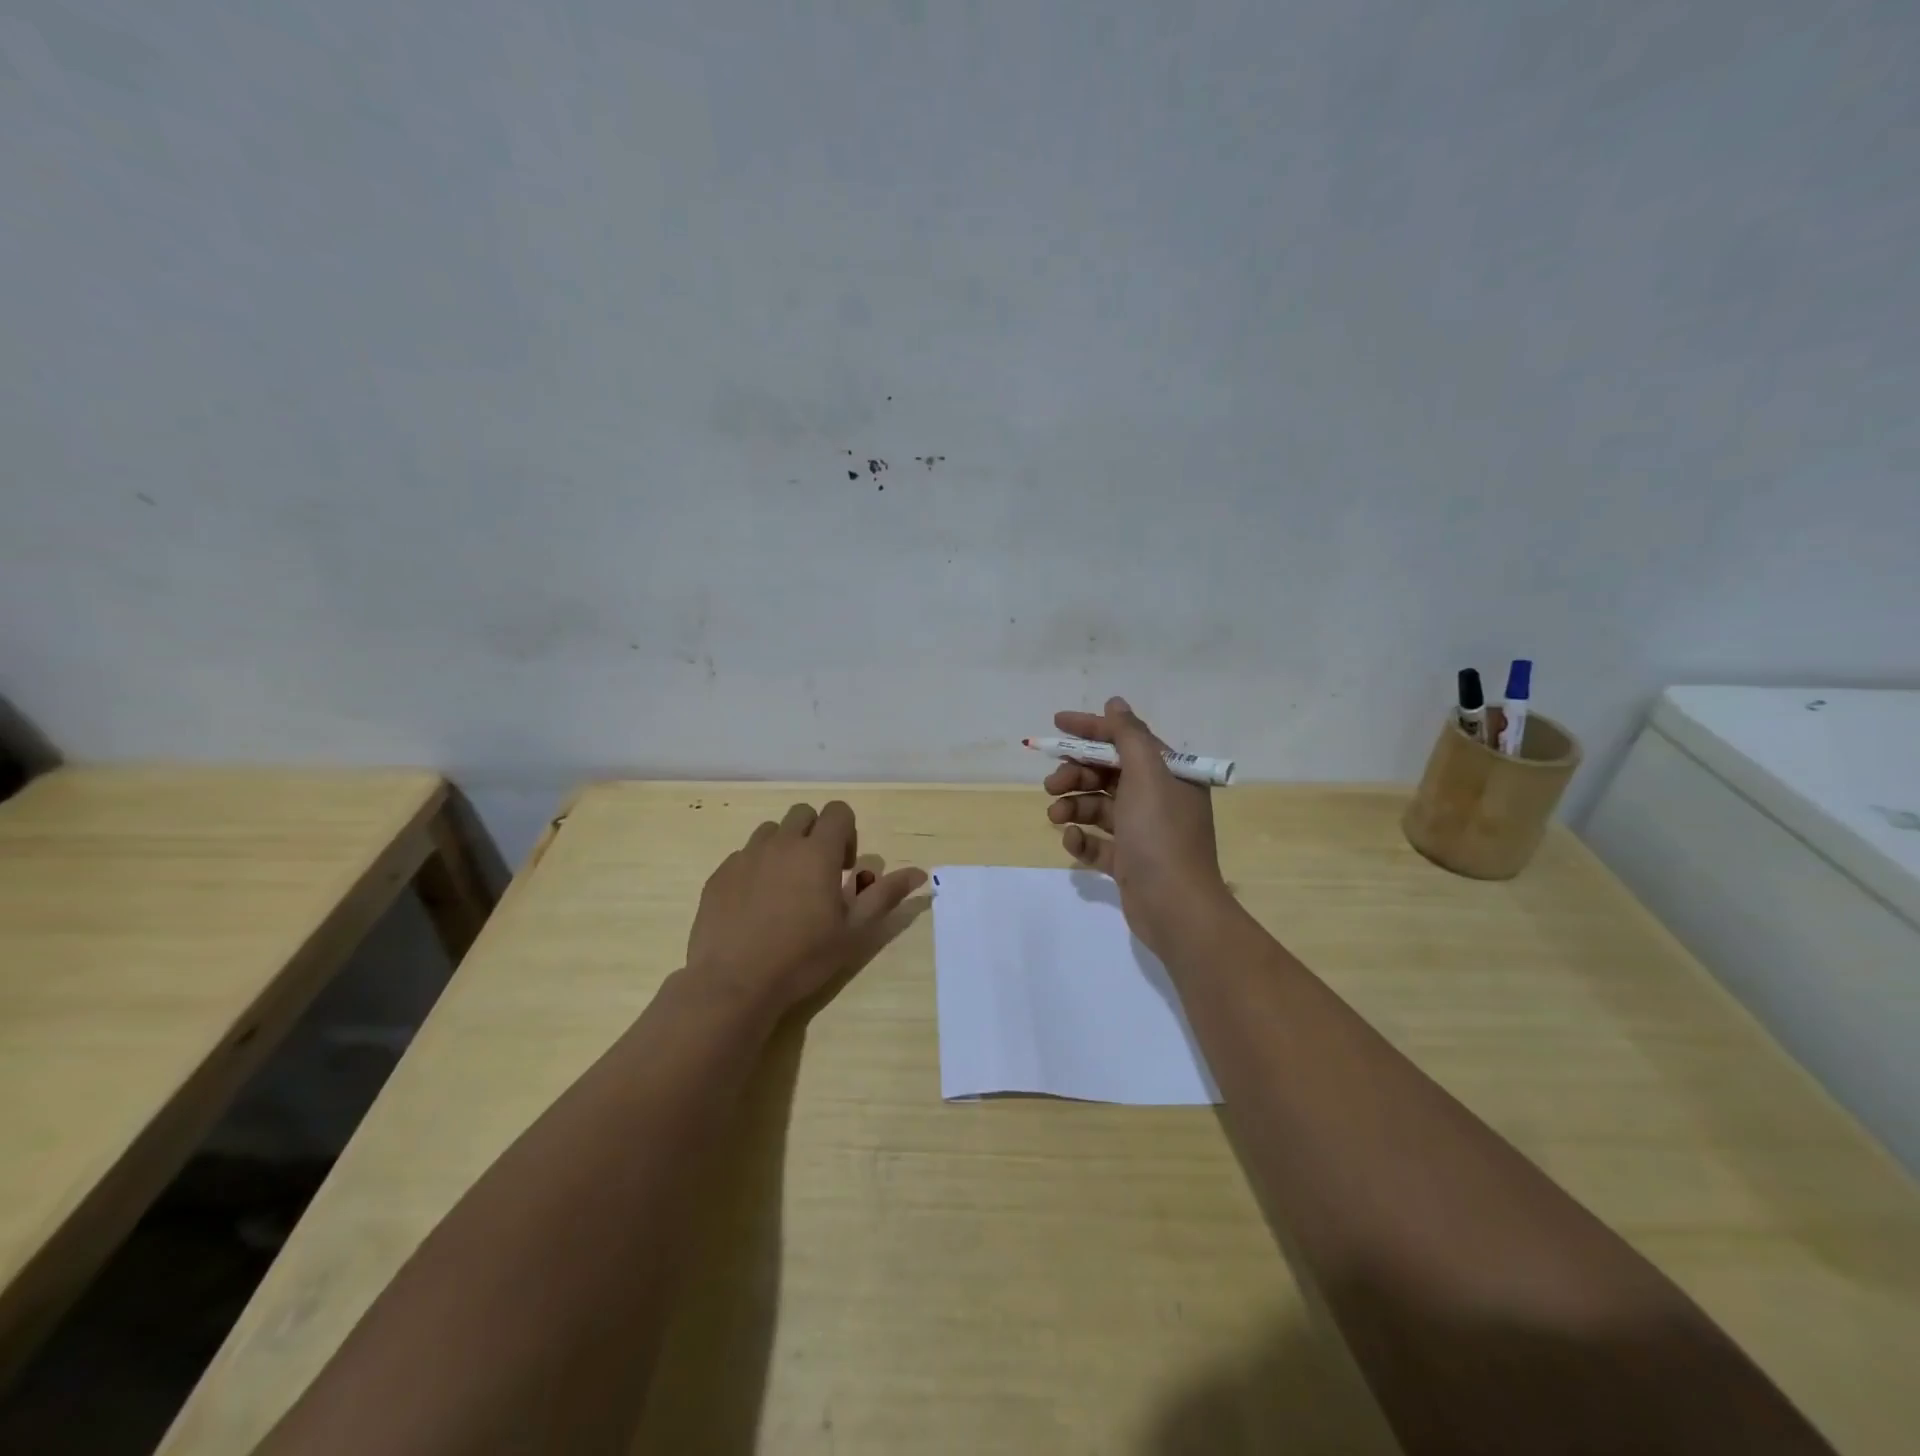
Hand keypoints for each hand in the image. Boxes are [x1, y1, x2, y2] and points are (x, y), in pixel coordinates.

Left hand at [686, 801, 925, 1014]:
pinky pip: (744, 855)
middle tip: (819, 874)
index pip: (838, 811)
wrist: (734, 983)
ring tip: (786, 888)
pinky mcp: (720, 874)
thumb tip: (920, 872)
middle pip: (804, 814)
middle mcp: (781, 843)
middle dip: (817, 833)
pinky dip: (756, 868)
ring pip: (772, 831)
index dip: (848, 833)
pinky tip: (757, 905)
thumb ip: (886, 895)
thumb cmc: (803, 957)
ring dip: (786, 847)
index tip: (845, 869)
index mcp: (818, 851)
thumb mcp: (855, 930)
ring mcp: (746, 856)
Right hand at [1043, 696, 1230, 956]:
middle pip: (1107, 774)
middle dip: (1076, 774)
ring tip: (1055, 816)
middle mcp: (1157, 798)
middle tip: (1052, 784)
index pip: (1125, 740)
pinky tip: (1072, 841)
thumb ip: (1128, 736)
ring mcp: (1142, 832)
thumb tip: (1115, 702)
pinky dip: (1082, 838)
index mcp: (1168, 774)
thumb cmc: (1161, 834)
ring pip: (1098, 807)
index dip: (1090, 729)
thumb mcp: (1146, 775)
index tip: (1056, 723)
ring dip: (1073, 806)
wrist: (1176, 908)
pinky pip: (1098, 841)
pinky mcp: (1129, 861)